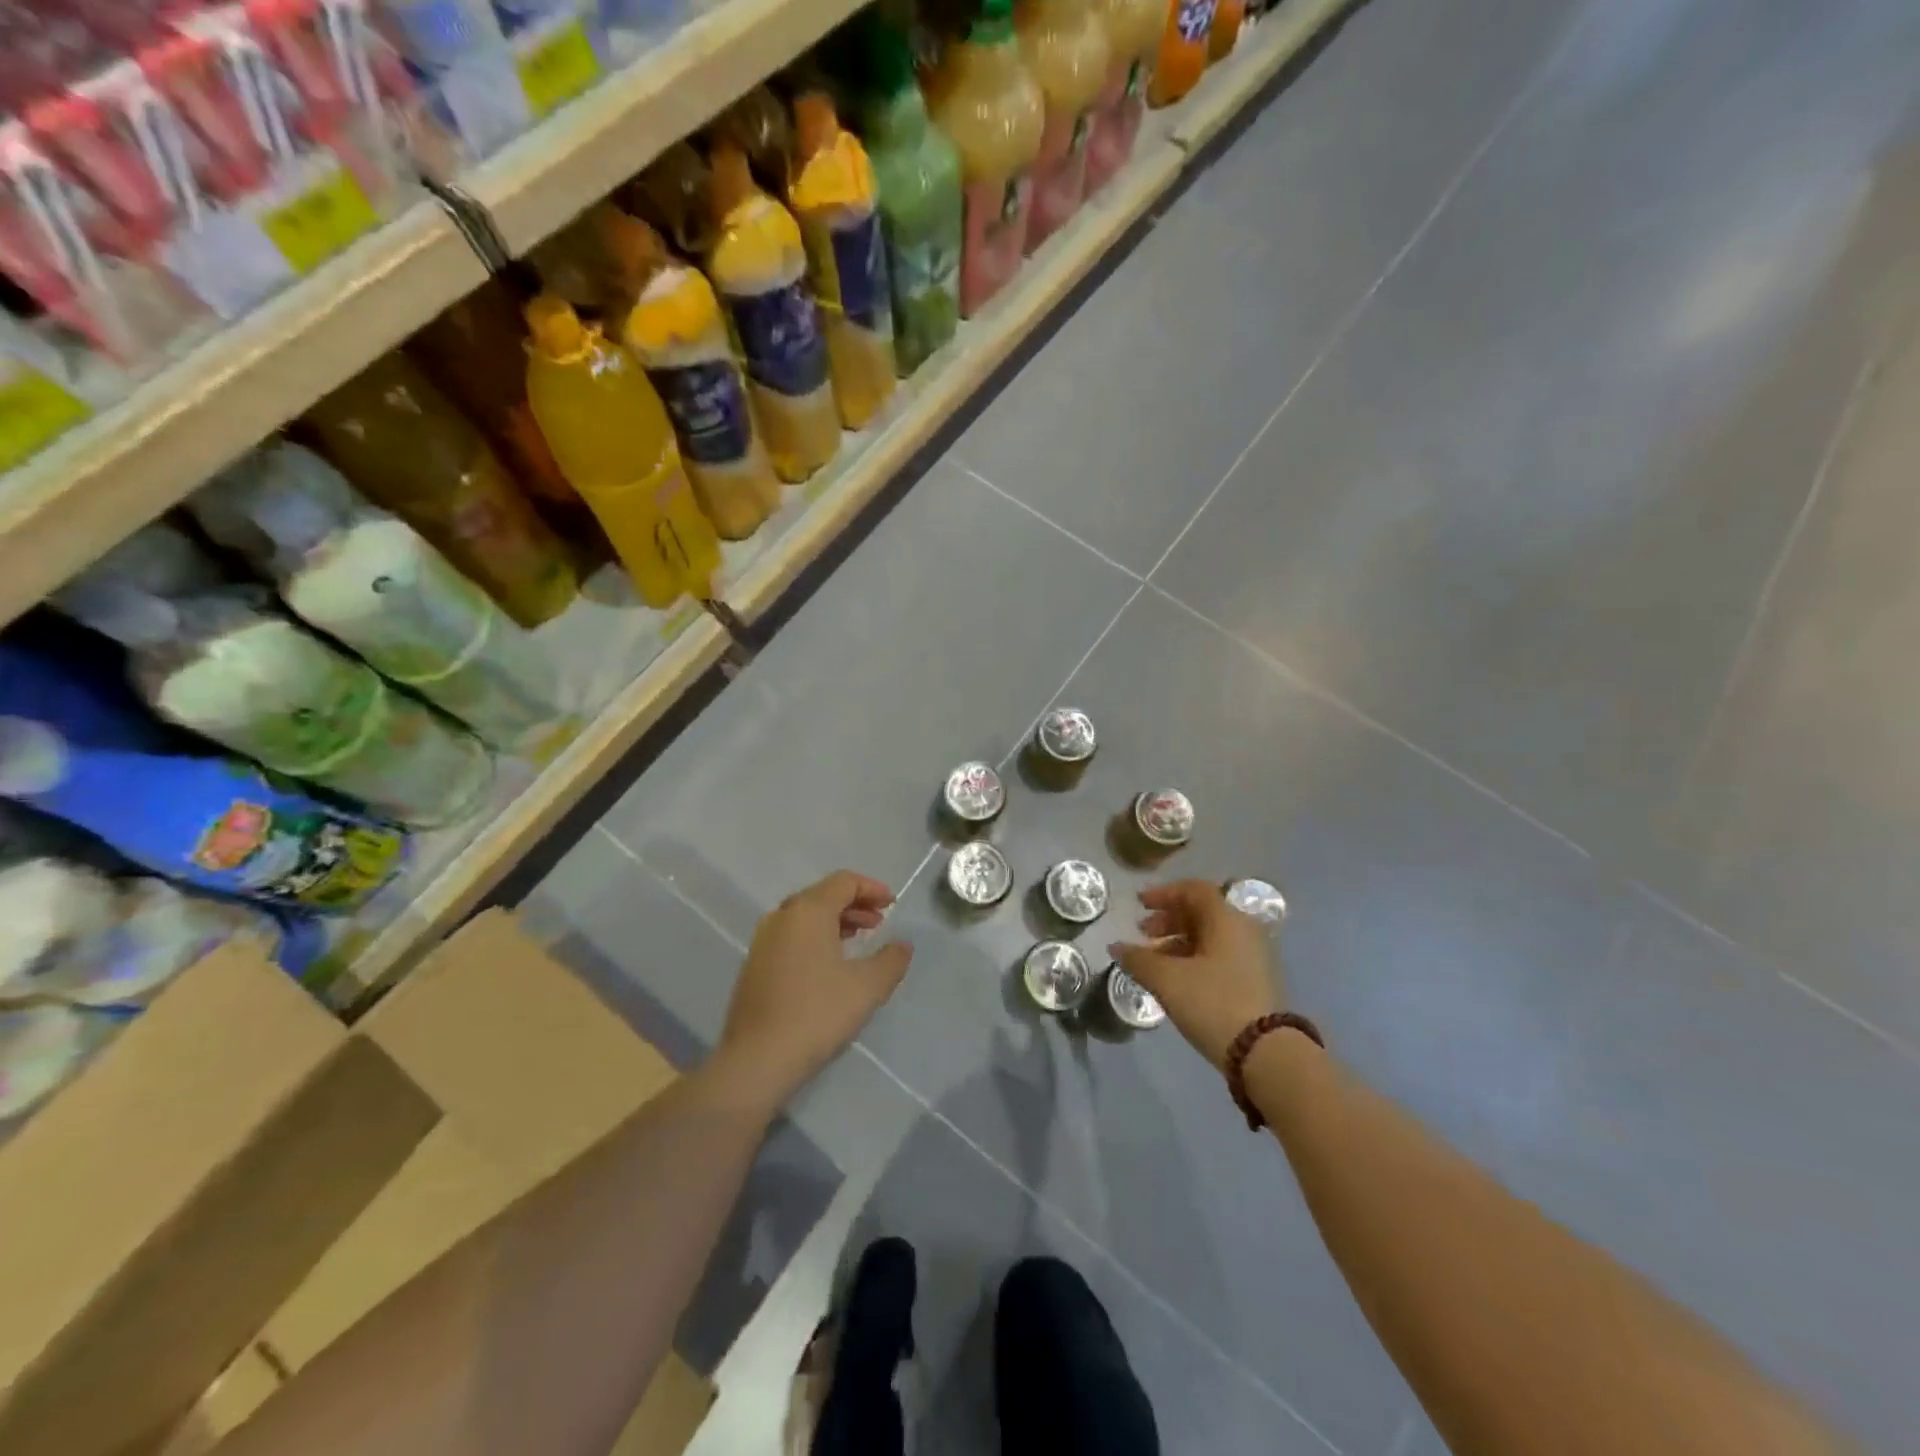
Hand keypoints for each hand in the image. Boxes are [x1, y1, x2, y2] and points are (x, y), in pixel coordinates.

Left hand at [712, 871, 912, 1111]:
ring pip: (805, 917)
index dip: (872, 888)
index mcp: (808, 911)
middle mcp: (782, 916)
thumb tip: (902, 945)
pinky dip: (816, 937)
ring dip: (835, 922)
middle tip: (879, 922)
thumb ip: (891, 960)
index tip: (892, 904)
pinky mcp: (755, 965)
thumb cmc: (817, 1013)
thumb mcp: (867, 987)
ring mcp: (763, 941)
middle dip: (855, 904)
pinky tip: (830, 964)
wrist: (757, 1060)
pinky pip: (791, 936)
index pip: (844, 882)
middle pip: (823, 895)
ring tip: (859, 940)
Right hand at [1109, 880, 1283, 1068]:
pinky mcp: (1255, 980)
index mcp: (1226, 919)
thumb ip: (1138, 959)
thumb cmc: (1213, 1002)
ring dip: (1178, 941)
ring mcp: (1253, 956)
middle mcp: (1244, 930)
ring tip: (1153, 960)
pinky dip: (1194, 958)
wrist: (1265, 1053)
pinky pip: (1219, 956)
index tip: (1139, 904)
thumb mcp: (1167, 979)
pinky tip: (1175, 978)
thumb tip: (1116, 947)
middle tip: (1143, 933)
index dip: (1163, 893)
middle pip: (1202, 912)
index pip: (1193, 890)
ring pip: (1210, 936)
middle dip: (1168, 919)